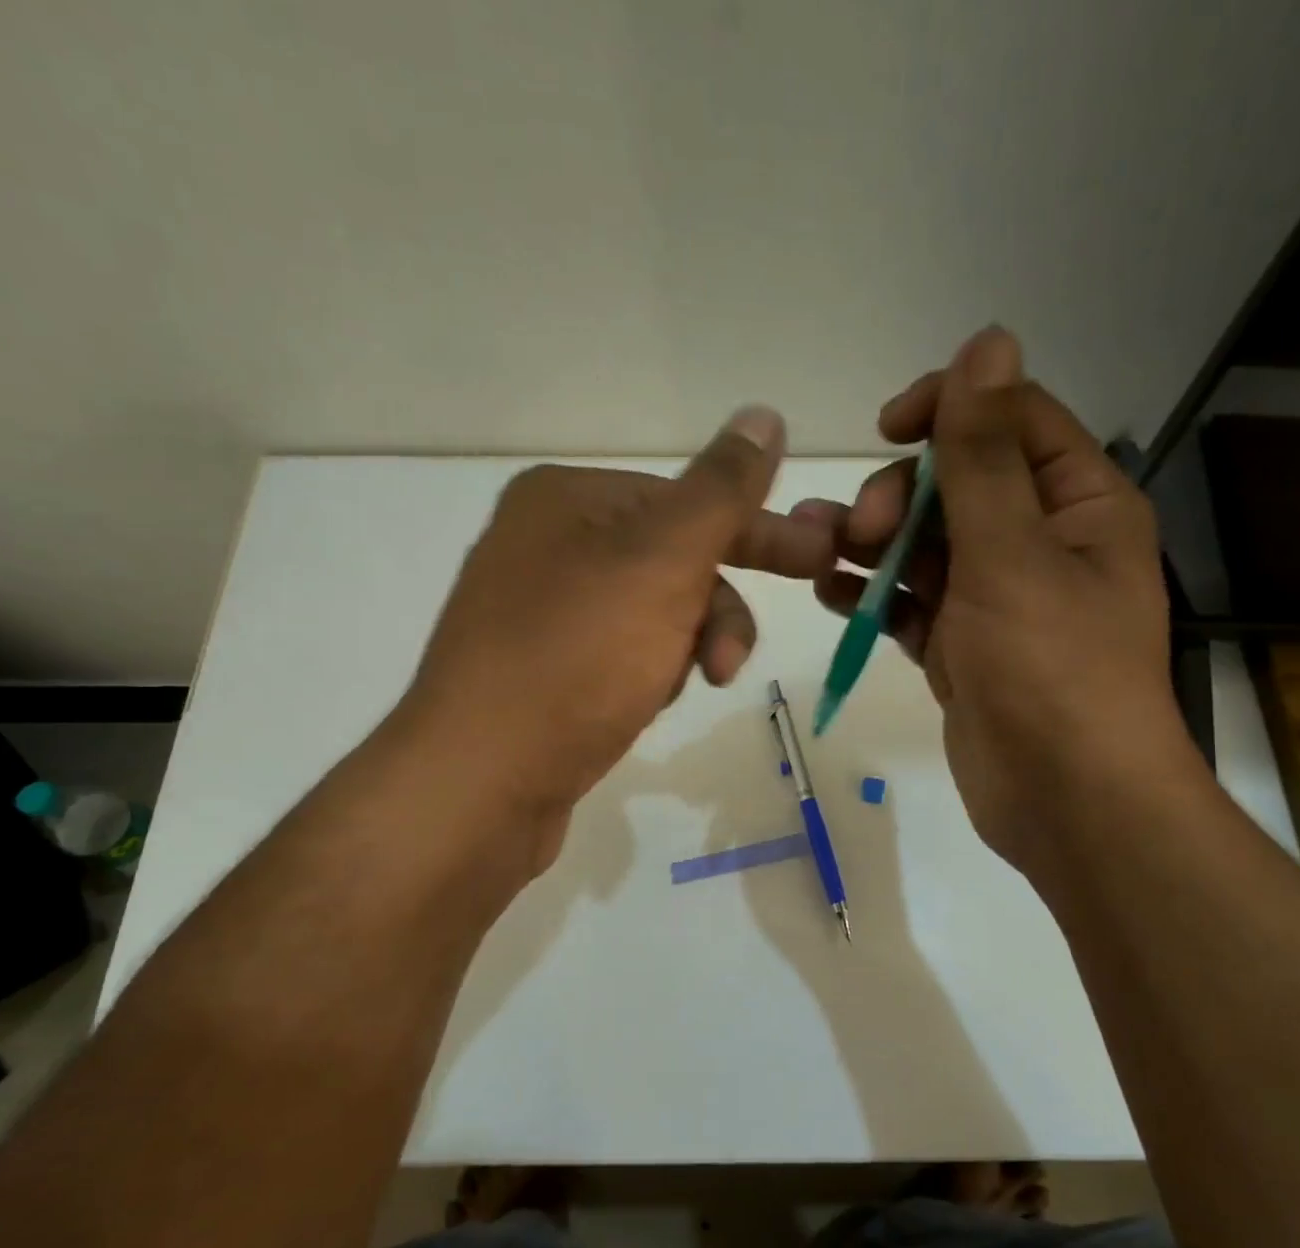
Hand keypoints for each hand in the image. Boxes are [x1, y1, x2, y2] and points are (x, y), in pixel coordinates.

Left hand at [393, 408, 833, 871]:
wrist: (481, 781)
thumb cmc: (576, 659)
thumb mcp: (661, 563)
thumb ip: (721, 492)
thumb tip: (764, 414)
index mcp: (566, 499)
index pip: (688, 500)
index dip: (757, 532)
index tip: (819, 559)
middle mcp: (547, 545)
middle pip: (672, 562)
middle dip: (715, 611)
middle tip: (736, 658)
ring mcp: (541, 613)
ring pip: (654, 616)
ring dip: (683, 648)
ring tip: (679, 692)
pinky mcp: (544, 672)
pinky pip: (624, 657)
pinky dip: (649, 676)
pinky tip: (642, 706)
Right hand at [802, 326, 1189, 867]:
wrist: (1066, 799)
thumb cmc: (1050, 668)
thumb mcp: (1011, 551)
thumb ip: (985, 453)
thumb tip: (987, 341)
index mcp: (1077, 505)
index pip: (1012, 420)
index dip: (949, 409)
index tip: (887, 428)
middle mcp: (1040, 544)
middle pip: (957, 487)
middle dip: (899, 496)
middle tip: (859, 530)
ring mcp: (997, 602)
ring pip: (926, 549)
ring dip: (872, 545)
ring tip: (818, 553)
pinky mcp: (963, 650)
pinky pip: (913, 605)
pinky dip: (874, 595)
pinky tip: (830, 592)